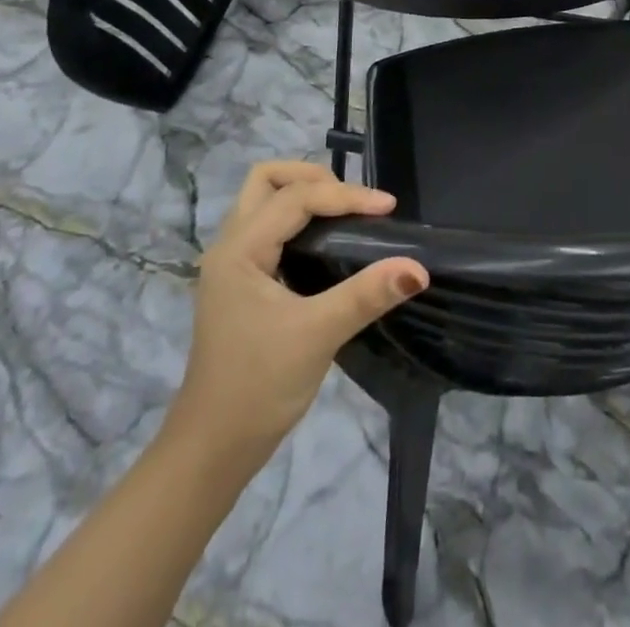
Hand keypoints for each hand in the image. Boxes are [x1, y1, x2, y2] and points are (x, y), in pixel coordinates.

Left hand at [168, 162, 427, 474]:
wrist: (212, 451)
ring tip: (345, 213)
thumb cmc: (258, 388)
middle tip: (354, 202)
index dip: (346, 196)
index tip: (389, 208)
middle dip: (313, 178)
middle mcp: (230, 246)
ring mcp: (232, 264)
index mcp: (239, 249)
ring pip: (264, 201)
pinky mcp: (240, 282)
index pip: (297, 197)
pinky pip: (268, 226)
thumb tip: (418, 268)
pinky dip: (298, 219)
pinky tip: (326, 241)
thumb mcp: (317, 336)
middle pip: (267, 180)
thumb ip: (366, 295)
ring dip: (304, 195)